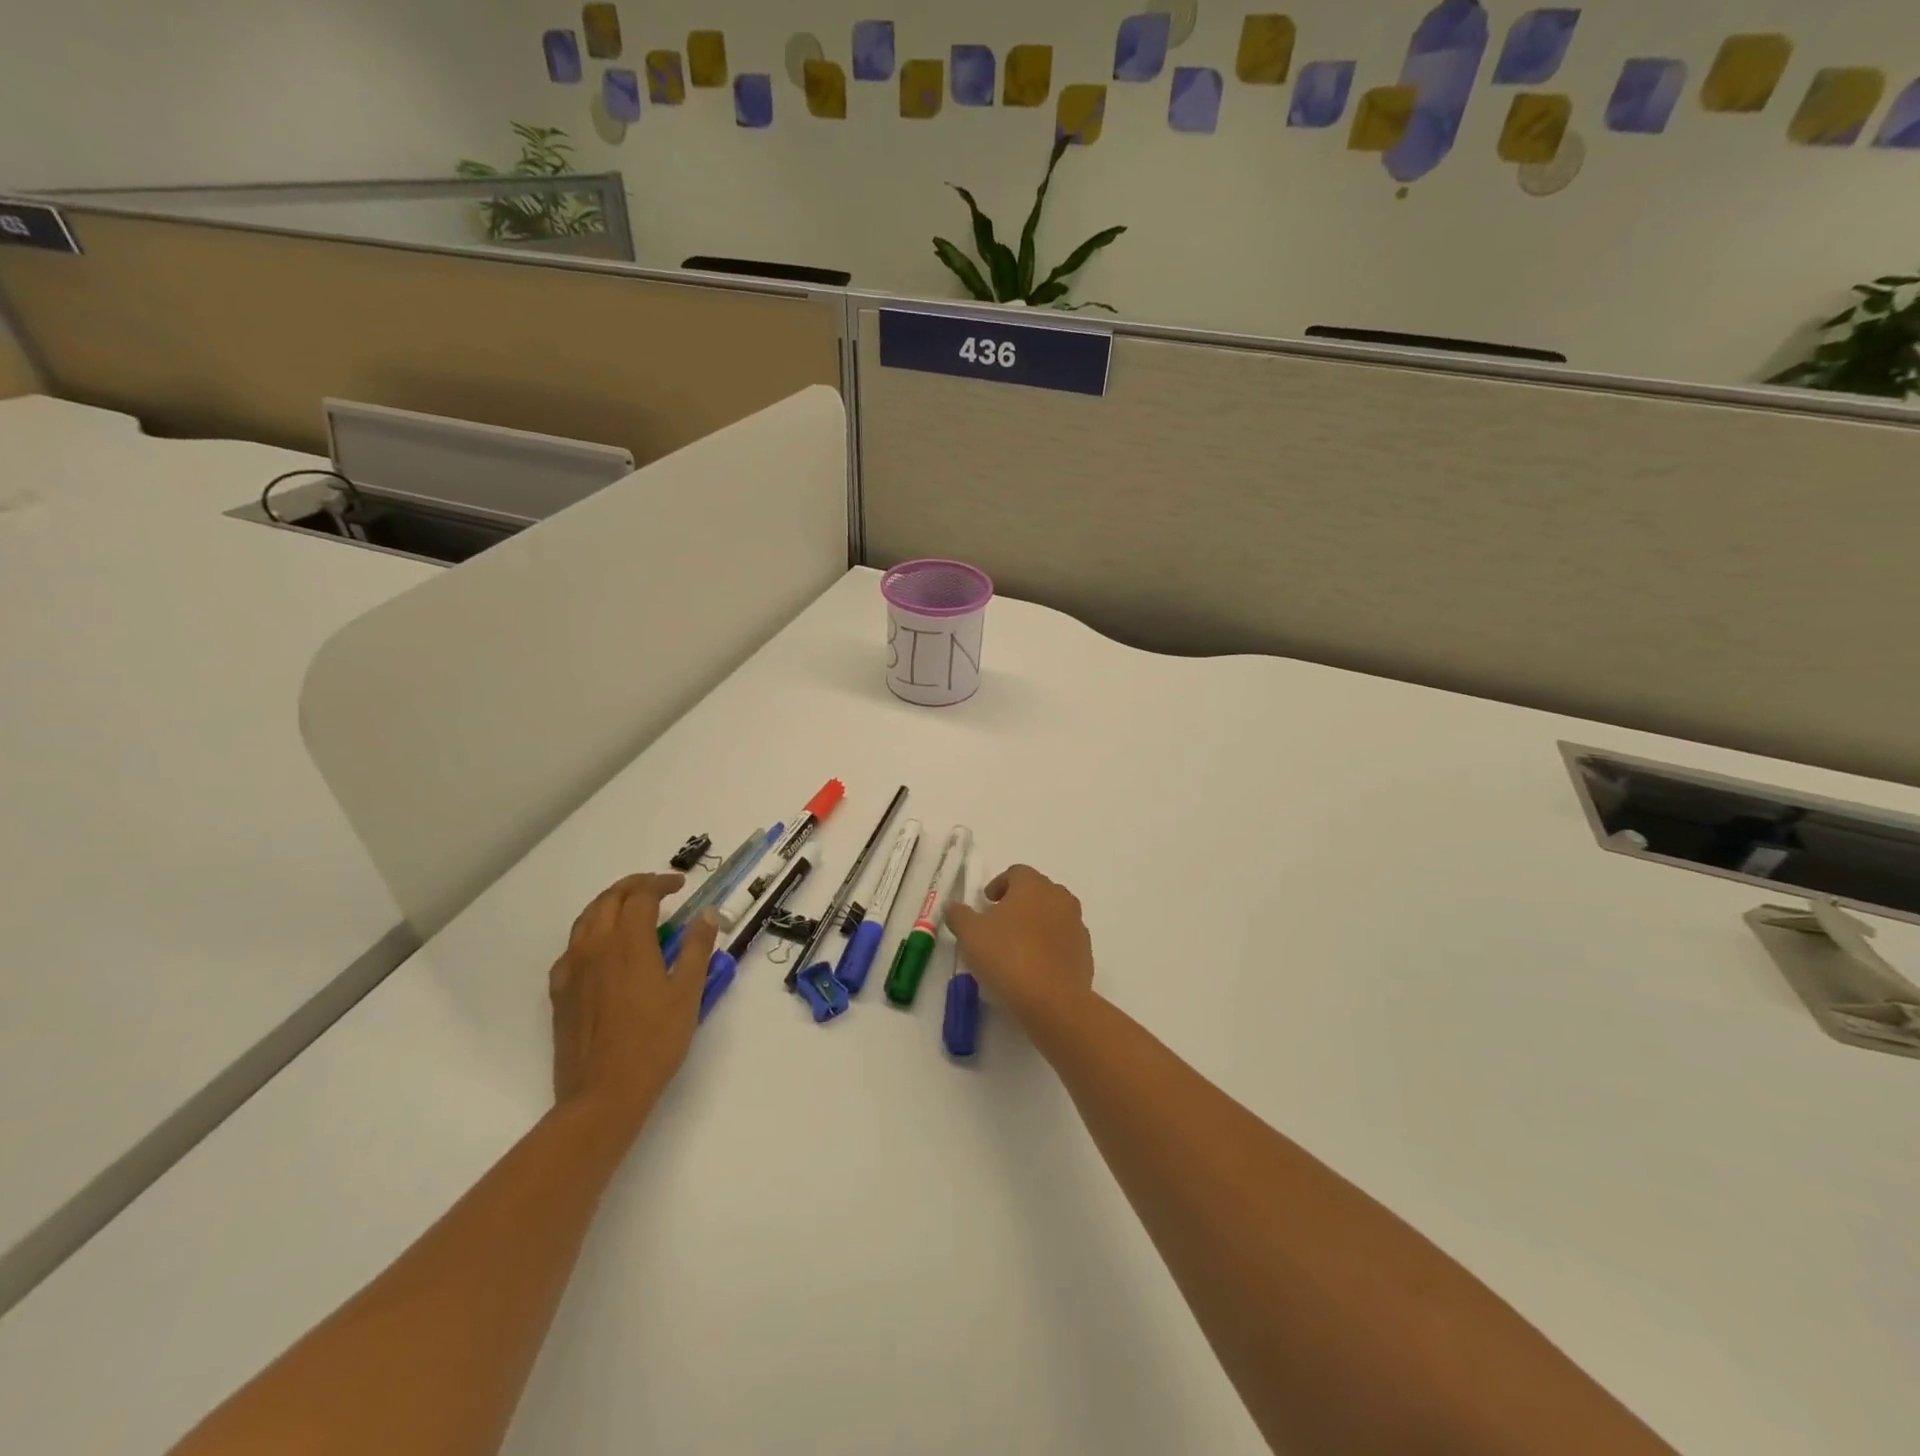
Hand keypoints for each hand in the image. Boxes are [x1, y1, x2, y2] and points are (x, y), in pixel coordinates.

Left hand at [549, 873, 719, 1136]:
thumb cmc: (654, 1041)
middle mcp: (595, 948)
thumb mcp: (687, 993)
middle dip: (633, 886)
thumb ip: (696, 948)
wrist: (603, 1094)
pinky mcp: (560, 994)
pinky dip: (589, 935)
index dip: (660, 884)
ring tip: (629, 909)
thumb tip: (707, 913)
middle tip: (656, 888)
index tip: (680, 886)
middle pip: (608, 900)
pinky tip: (600, 950)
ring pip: (585, 920)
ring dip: (608, 904)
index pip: (640, 896)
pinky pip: (571, 949)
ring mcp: (572, 971)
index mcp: (628, 944)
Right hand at [944, 864, 1095, 1026]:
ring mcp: (1076, 925)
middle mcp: (1060, 898)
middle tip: (998, 924)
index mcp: (1033, 885)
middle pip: (1037, 892)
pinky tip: (1034, 968)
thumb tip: (953, 907)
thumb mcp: (970, 934)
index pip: (1016, 873)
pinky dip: (1049, 947)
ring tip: (1016, 948)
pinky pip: (1063, 941)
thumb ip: (959, 915)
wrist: (1052, 1000)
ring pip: (1053, 916)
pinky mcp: (1085, 952)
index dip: (999, 885)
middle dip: (1018, 903)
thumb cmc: (1007, 956)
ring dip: (1035, 925)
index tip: (986, 903)